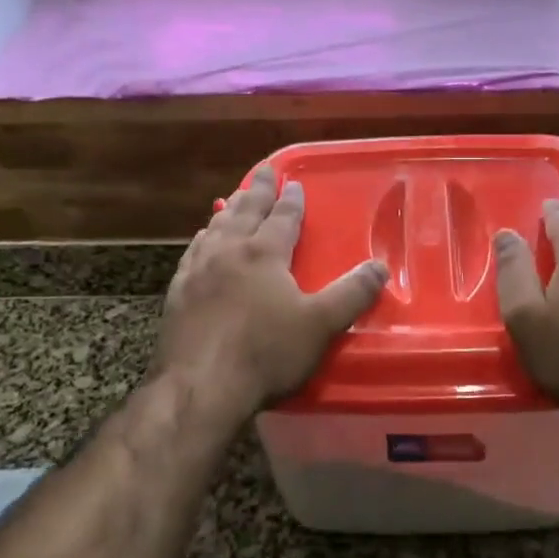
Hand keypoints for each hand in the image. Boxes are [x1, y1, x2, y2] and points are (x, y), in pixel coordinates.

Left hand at [152, 166, 388, 422]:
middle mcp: (228, 251)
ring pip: (216, 227)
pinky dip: (203, 237)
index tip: (294, 182)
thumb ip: (352, 293)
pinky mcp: (178, 292)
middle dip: (257, 189)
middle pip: (245, 211)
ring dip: (229, 209)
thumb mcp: (320, 325)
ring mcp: (198, 270)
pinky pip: (193, 251)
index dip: (291, 199)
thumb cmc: (265, 353)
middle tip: (263, 171)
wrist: (200, 386)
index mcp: (264, 253)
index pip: (282, 217)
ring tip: (233, 199)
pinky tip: (202, 240)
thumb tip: (380, 266)